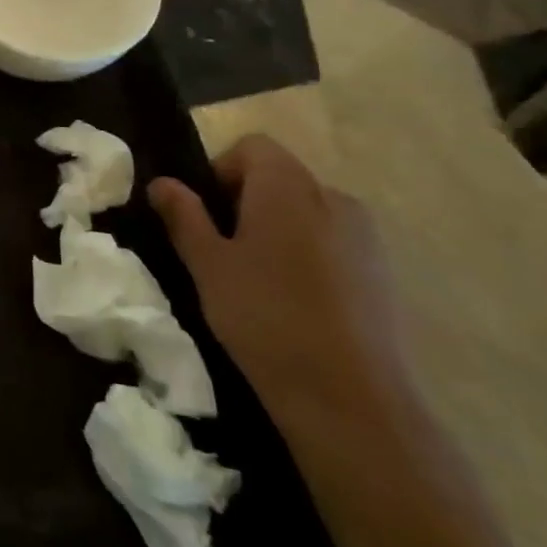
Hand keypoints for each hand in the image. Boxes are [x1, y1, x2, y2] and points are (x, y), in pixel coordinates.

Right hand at [148, 136, 411, 425]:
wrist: (351, 400)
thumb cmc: (265, 317)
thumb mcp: (207, 265)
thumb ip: (184, 216)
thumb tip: (162, 182)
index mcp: (288, 187)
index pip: (252, 147)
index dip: (220, 170)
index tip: (204, 214)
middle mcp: (333, 198)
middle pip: (280, 176)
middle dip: (246, 200)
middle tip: (221, 248)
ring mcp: (365, 236)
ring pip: (307, 211)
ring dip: (277, 227)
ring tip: (257, 278)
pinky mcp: (383, 273)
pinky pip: (333, 242)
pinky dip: (307, 254)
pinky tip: (294, 301)